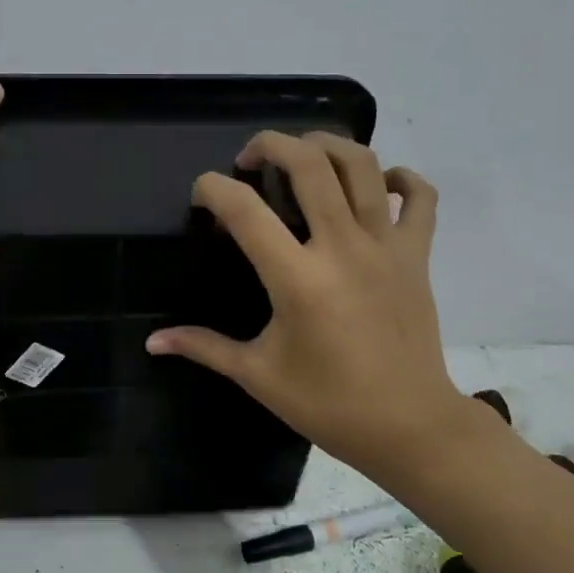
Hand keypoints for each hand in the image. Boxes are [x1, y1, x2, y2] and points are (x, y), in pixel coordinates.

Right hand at [145, 131, 469, 469]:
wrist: (410, 427)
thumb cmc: (329, 404)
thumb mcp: (258, 375)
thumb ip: (204, 347)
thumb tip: (153, 342)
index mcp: (298, 279)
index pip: (245, 210)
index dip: (214, 190)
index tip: (202, 196)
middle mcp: (342, 248)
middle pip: (309, 164)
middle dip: (272, 145)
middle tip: (250, 159)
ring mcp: (386, 246)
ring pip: (363, 166)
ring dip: (327, 145)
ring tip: (304, 153)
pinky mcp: (418, 255)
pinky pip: (420, 198)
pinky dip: (401, 179)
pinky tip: (379, 184)